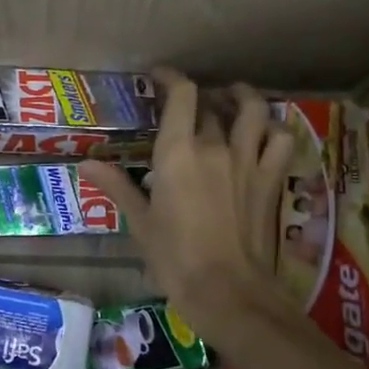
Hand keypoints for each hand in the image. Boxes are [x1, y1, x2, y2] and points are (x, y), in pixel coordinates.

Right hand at [81, 71, 292, 330]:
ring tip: (232, 98)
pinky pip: (281, 141)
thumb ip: (117, 186)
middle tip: (185, 105)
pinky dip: (273, 129)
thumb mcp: (140, 222)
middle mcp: (216, 147)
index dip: (171, 77)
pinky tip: (263, 133)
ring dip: (242, 98)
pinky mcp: (270, 180)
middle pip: (211, 104)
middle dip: (198, 97)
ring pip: (254, 111)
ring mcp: (248, 161)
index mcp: (178, 153)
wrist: (227, 292)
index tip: (159, 77)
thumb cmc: (175, 258)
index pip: (181, 95)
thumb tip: (87, 163)